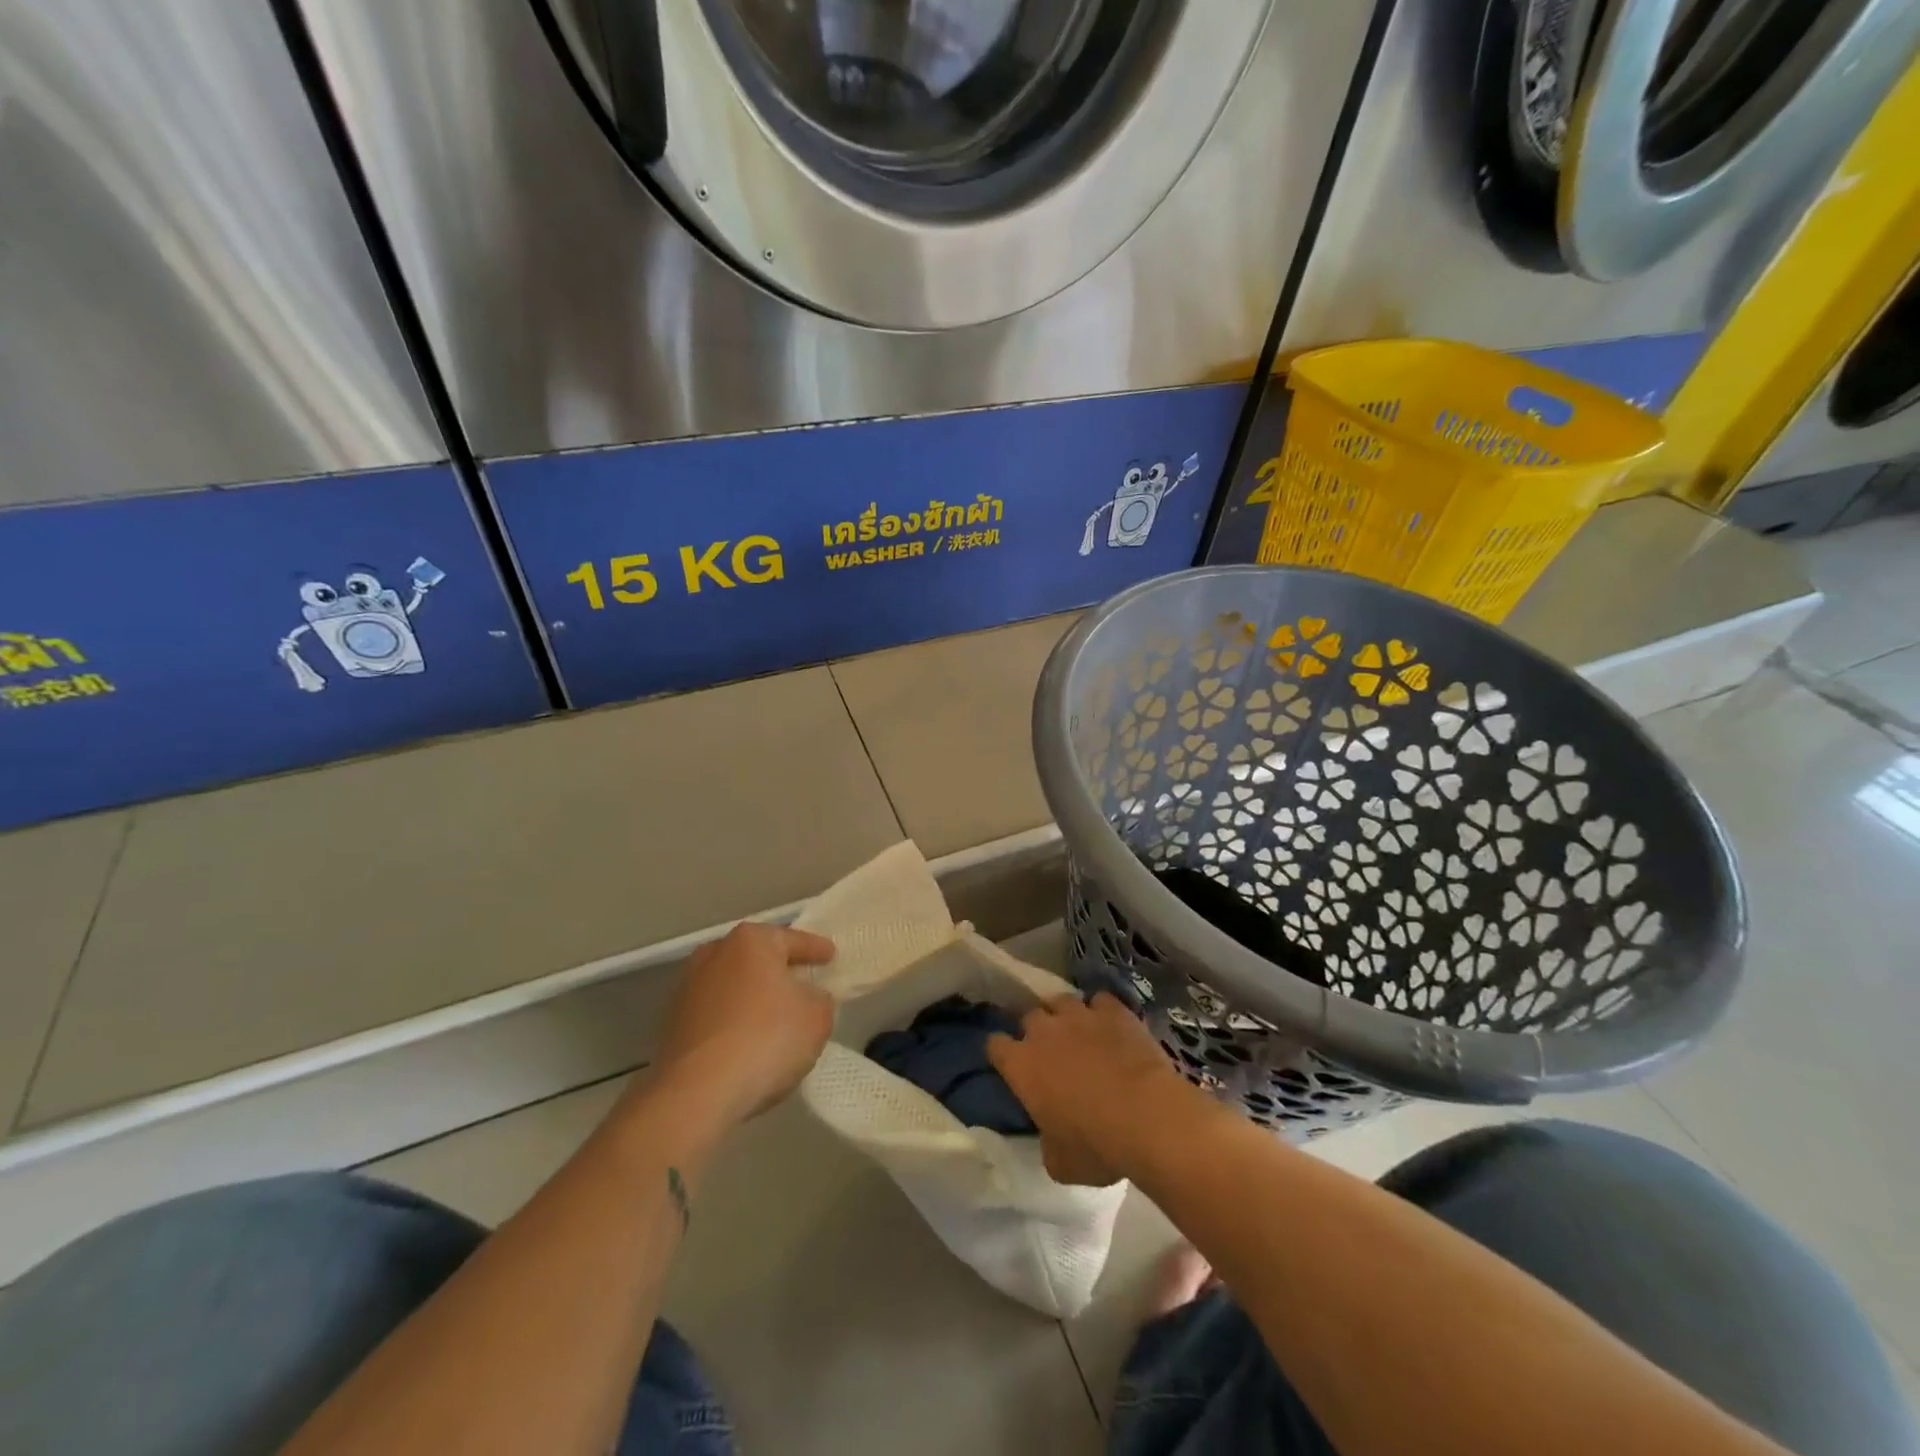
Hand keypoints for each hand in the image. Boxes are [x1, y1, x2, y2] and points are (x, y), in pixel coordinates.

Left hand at [652, 922, 835, 1127]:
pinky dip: (734, 1023)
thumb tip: (807, 998)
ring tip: (776, 1020)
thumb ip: (820, 998)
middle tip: (804, 985)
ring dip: (753, 998)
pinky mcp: (673, 1024)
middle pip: (758, 959)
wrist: (696, 1094)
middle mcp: (715, 954)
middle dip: (779, 971)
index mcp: (752, 941)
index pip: (794, 940)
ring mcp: (688, 989)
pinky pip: (717, 1015)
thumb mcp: (817, 1016)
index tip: (831, 956)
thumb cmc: (766, 1039)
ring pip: (734, 986)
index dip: (816, 949)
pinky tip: (748, 1044)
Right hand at [988, 993, 1187, 1186]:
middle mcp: (1044, 1031)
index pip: (995, 1045)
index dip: (1003, 1053)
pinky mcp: (1113, 1010)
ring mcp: (1079, 1015)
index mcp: (1021, 1066)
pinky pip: (1100, 1000)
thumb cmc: (1096, 1146)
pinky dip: (1103, 1011)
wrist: (1146, 1117)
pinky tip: (1112, 1025)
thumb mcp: (1059, 1162)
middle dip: (1037, 1030)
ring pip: (1062, 1000)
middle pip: (1029, 1016)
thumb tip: (1050, 1136)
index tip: (1012, 1065)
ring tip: (1079, 1031)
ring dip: (1066, 1015)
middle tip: (1051, 1051)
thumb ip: (1046, 1141)